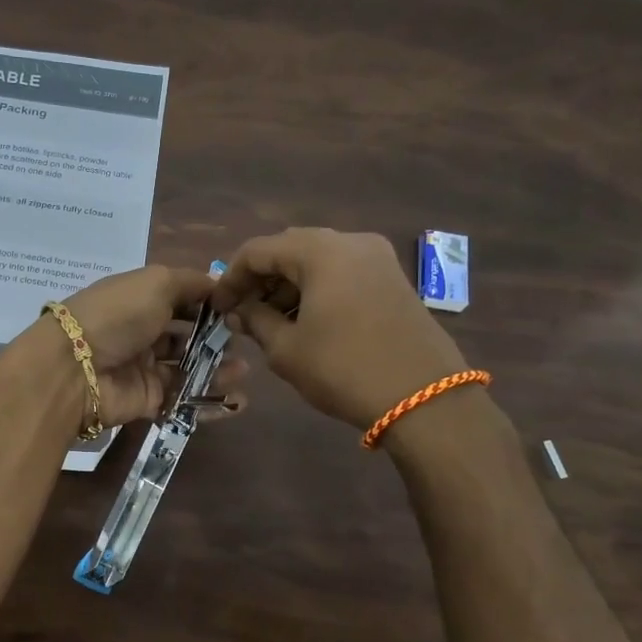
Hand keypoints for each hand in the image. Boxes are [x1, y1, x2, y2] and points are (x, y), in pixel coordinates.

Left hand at [59, 264, 249, 426]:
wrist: (76, 369)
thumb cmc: (118, 315)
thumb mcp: (156, 282)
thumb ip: (191, 283)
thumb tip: (218, 285)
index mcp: (139, 298)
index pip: (180, 298)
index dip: (208, 302)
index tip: (239, 306)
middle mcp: (141, 331)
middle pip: (186, 334)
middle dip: (216, 337)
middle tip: (244, 340)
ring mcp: (144, 367)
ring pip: (188, 368)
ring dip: (218, 368)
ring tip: (245, 370)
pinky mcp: (147, 400)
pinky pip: (183, 398)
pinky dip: (210, 400)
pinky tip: (238, 400)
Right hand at [210, 228, 466, 429]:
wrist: (424, 400)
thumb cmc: (343, 369)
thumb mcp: (286, 349)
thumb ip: (255, 321)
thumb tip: (238, 311)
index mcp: (320, 251)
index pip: (258, 250)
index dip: (230, 278)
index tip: (217, 308)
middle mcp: (350, 242)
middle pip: (289, 249)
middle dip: (261, 279)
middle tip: (242, 313)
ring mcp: (378, 258)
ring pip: (318, 260)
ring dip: (289, 285)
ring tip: (271, 323)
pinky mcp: (394, 279)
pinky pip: (343, 273)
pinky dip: (317, 289)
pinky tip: (307, 322)